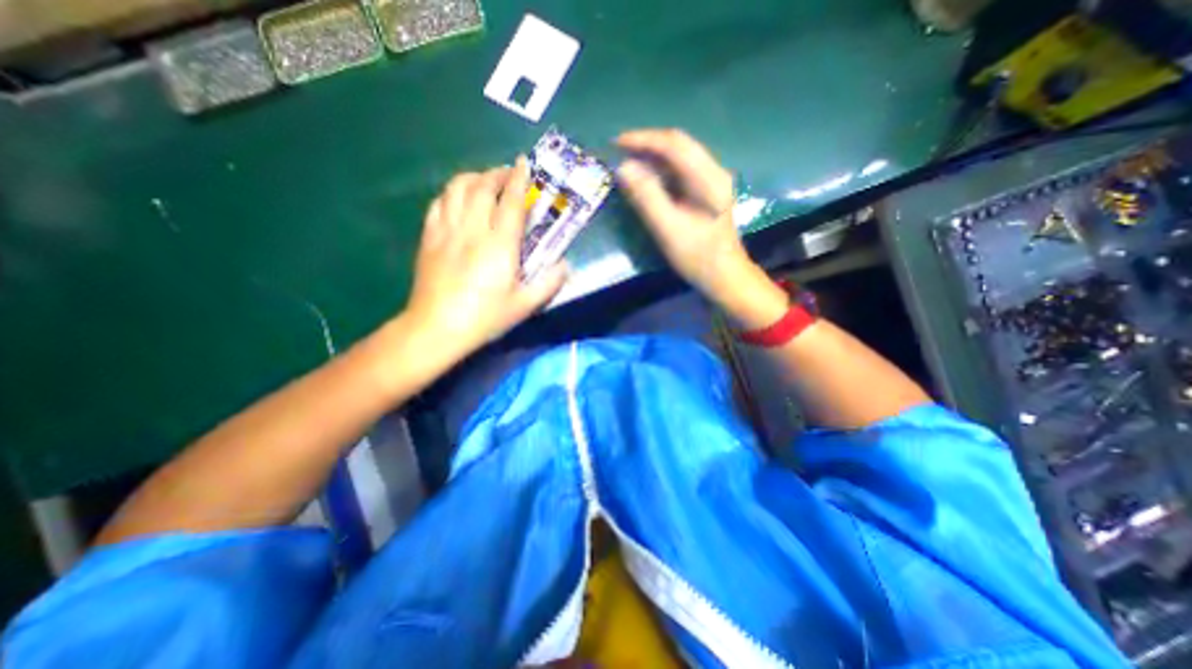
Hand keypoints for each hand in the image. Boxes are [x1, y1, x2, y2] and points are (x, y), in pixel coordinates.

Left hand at [399, 156, 566, 364]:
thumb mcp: (525, 305)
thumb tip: (565, 265)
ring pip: (457, 188)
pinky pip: (438, 203)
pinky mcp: (429, 238)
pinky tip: (458, 198)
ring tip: (485, 181)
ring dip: (474, 177)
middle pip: (482, 186)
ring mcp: (447, 231)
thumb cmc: (485, 317)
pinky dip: (451, 193)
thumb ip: (549, 283)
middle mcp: (473, 230)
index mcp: (500, 245)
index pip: (511, 202)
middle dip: (497, 173)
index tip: (525, 163)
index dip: (519, 179)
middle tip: (508, 173)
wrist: (438, 328)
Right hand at [614, 128, 788, 329]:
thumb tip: (623, 168)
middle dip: (647, 144)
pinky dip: (660, 170)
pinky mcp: (706, 191)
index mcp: (708, 178)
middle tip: (619, 151)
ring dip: (653, 156)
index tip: (617, 143)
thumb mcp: (668, 229)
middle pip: (678, 145)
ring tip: (628, 163)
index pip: (674, 144)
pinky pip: (680, 171)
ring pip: (679, 157)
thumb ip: (646, 197)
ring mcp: (711, 181)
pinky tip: (646, 178)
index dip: (644, 139)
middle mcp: (713, 171)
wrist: (723, 276)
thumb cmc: (697, 256)